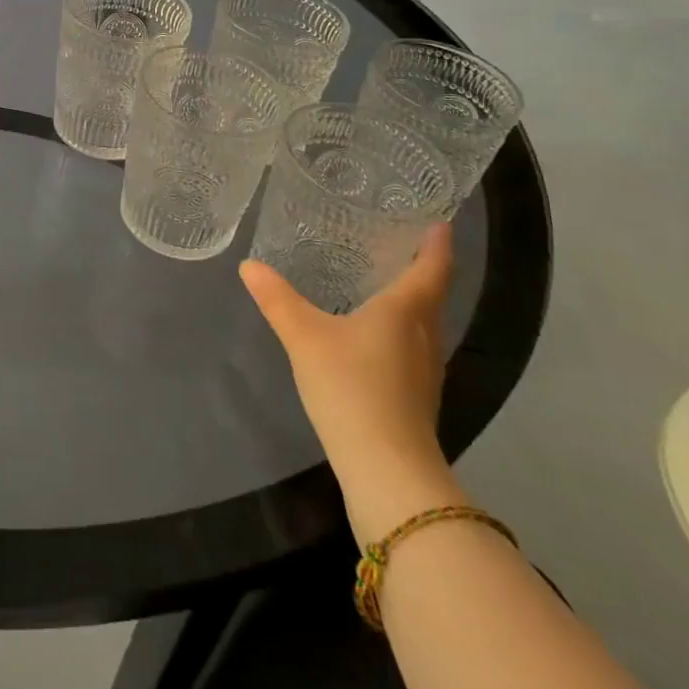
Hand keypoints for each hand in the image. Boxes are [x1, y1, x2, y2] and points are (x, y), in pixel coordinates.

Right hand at [241, 225, 464, 542]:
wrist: (387, 469)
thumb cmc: (352, 387)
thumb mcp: (304, 336)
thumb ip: (277, 299)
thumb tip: (250, 265)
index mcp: (405, 311)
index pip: (431, 267)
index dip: (437, 242)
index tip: (438, 219)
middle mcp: (424, 334)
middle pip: (431, 294)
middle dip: (421, 267)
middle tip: (397, 240)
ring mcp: (425, 369)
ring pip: (424, 322)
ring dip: (412, 299)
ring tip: (383, 279)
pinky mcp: (417, 395)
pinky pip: (413, 345)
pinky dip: (400, 328)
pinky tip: (374, 333)